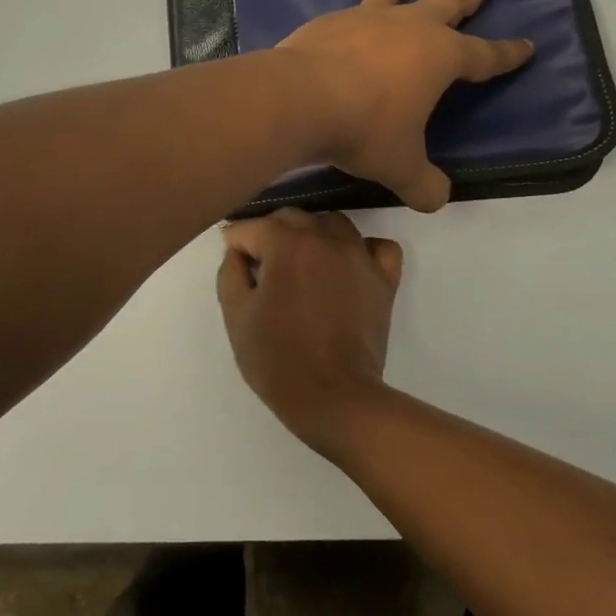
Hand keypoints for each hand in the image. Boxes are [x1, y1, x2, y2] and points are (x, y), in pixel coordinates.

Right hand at [216, 208, 403, 455]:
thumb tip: (238, 251)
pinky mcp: (384, 278)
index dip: (236, 246)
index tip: (236, 269)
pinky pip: (377, 246)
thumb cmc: (278, 359)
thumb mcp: (236, 315)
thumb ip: (231, 271)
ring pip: (332, 223)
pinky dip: (362, 249)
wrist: (334, 398)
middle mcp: (325, 238)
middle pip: (291, 218)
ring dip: (312, 236)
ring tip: (302, 267)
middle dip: (271, 236)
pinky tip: (347, 268)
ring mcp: (360, 255)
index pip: (251, 227)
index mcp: (287, 243)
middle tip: (263, 271)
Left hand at [278, 0, 532, 211]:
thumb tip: (436, 199)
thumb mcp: (400, 167)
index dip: (508, 53)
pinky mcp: (330, 21)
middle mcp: (409, 27)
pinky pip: (349, 13)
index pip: (485, 55)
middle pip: (448, 4)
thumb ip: (424, 184)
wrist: (299, 98)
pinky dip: (354, 15)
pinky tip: (346, 21)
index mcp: (440, 57)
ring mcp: (367, 18)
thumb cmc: (363, 129)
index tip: (527, 45)